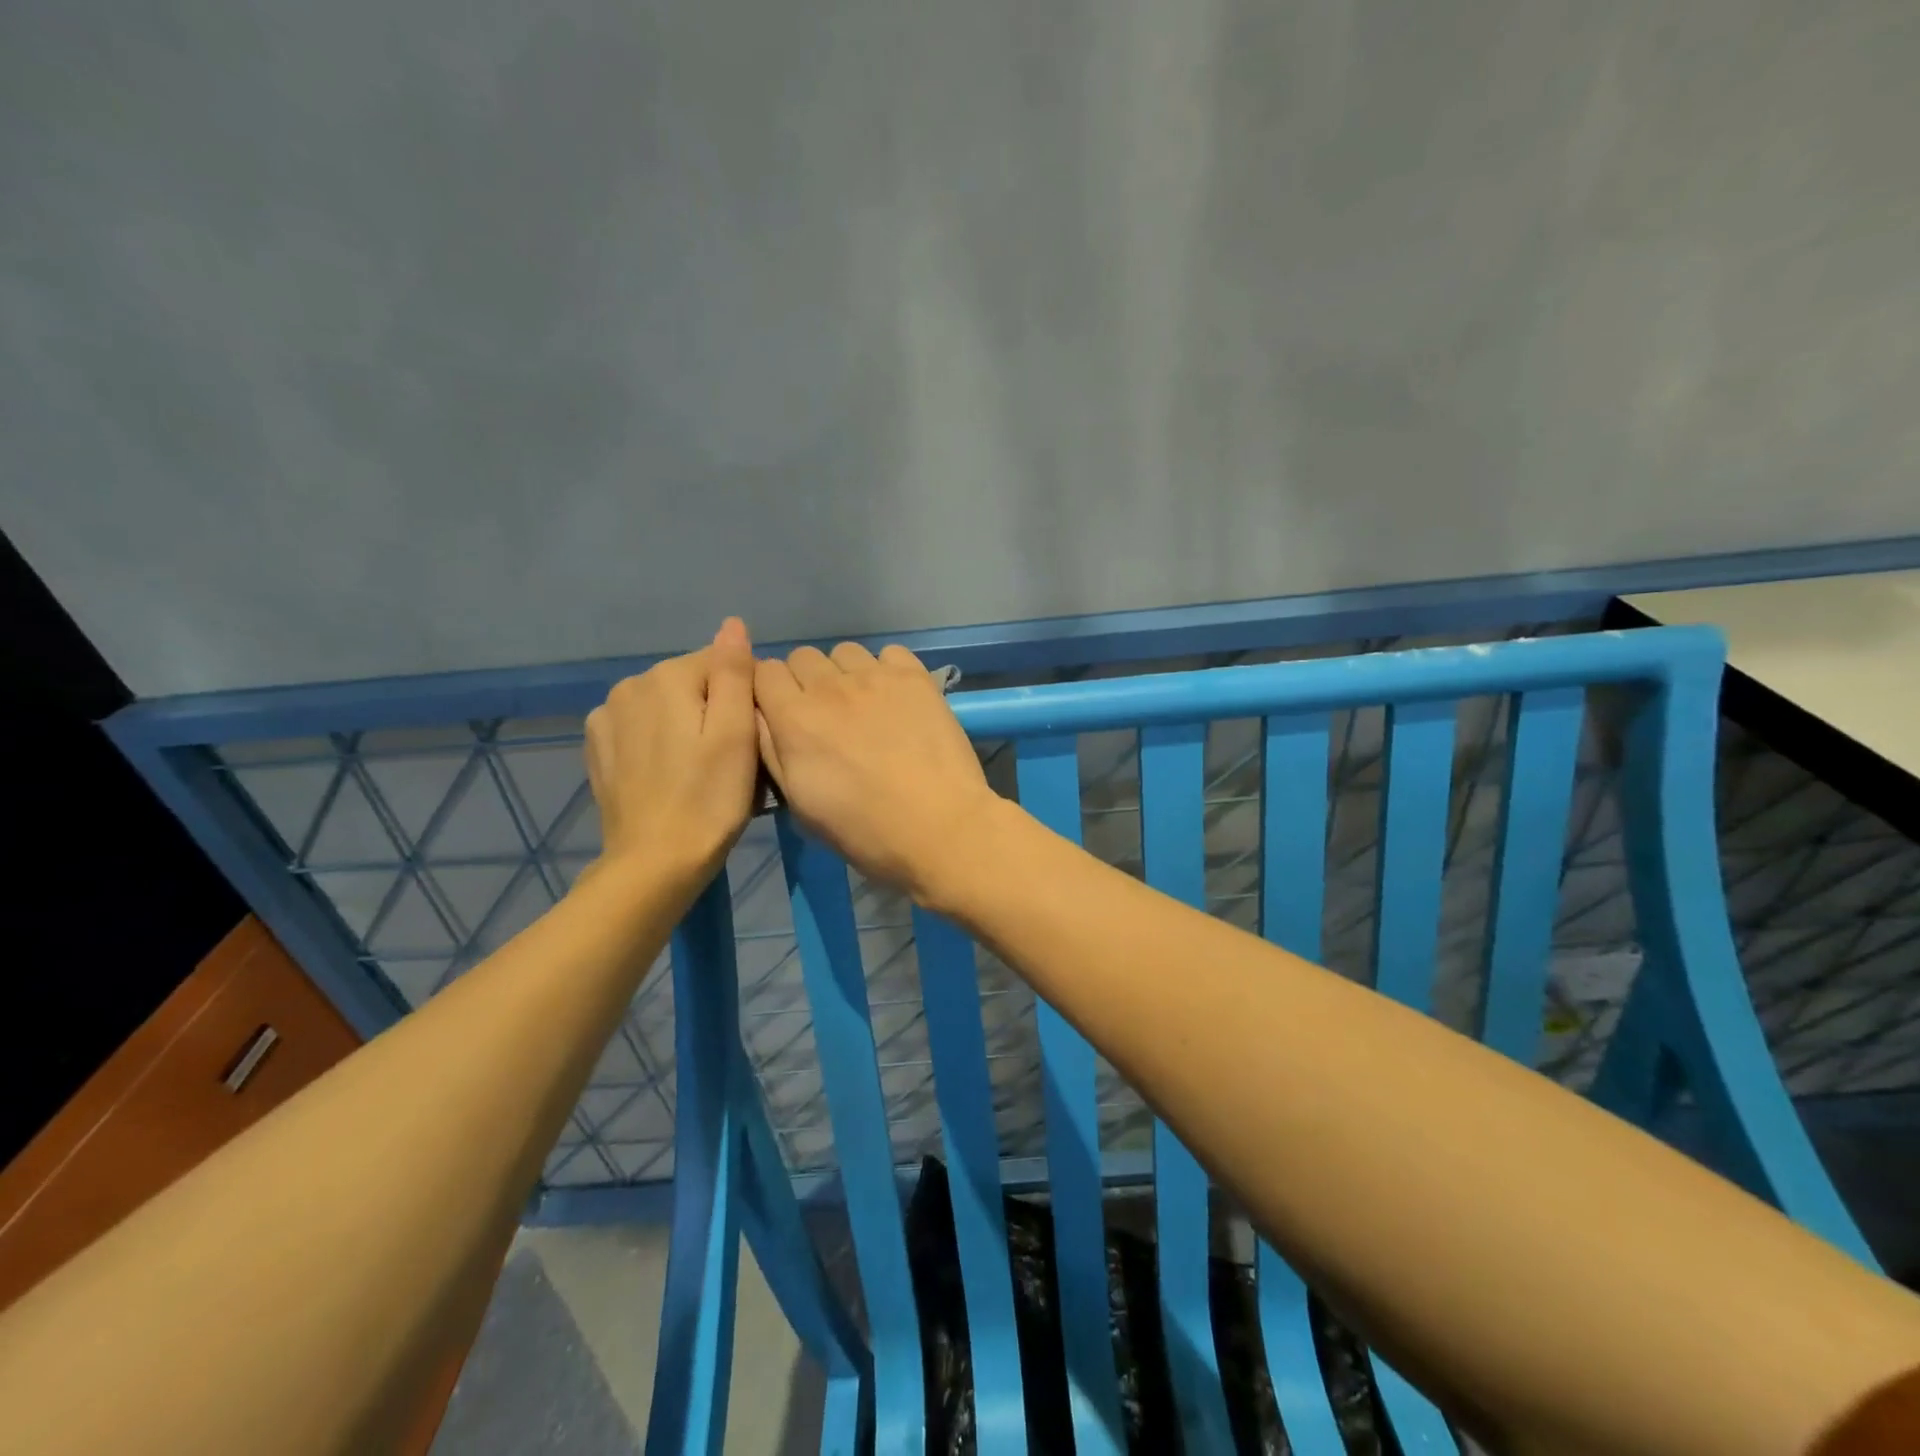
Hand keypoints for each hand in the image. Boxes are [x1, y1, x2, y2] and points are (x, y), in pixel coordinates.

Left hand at [584, 618, 758, 884]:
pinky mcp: (598, 747)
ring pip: (667, 704)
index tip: (751, 737)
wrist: (654, 863)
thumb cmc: (709, 798)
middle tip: (732, 759)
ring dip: (687, 725)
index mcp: (666, 677)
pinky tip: (670, 774)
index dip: (745, 697)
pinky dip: (660, 742)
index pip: (722, 662)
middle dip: (715, 710)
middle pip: (692, 682)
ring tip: (702, 769)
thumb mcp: (736, 733)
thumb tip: (733, 624)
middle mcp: (629, 686)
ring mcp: (606, 717)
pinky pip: (642, 727)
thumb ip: (734, 672)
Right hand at [754, 643, 1001, 906]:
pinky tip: (897, 699)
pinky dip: (887, 670)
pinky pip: (889, 653)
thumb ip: (773, 752)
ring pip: (844, 651)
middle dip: (805, 681)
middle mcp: (830, 687)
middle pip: (802, 657)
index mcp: (794, 719)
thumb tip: (761, 717)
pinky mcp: (915, 677)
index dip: (770, 691)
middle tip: (825, 716)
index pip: (763, 671)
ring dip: (845, 673)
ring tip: (863, 706)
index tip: (782, 714)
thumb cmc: (865, 831)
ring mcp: (876, 677)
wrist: (940, 828)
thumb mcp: (800, 806)